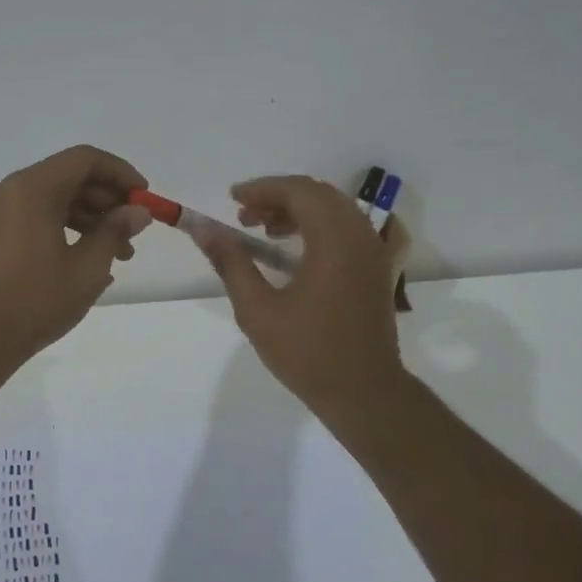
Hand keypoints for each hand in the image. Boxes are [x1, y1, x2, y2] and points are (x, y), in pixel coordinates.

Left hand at [0, 145, 150, 365]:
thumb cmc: (35, 300)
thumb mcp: (87, 268)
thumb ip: (115, 231)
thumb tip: (137, 212)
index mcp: (32, 188)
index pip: (85, 160)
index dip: (120, 173)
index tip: (144, 198)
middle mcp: (10, 190)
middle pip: (68, 177)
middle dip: (106, 201)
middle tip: (134, 233)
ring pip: (53, 199)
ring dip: (89, 219)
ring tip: (119, 255)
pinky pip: (35, 216)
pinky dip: (65, 229)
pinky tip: (88, 261)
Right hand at [192, 176, 406, 418]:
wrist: (362, 392)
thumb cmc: (307, 353)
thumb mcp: (257, 310)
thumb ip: (231, 263)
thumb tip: (203, 230)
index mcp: (334, 241)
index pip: (299, 191)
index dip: (262, 188)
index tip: (232, 199)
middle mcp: (360, 236)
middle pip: (319, 195)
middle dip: (278, 198)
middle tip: (244, 217)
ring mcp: (375, 252)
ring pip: (337, 210)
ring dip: (300, 211)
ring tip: (265, 232)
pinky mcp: (379, 269)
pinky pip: (354, 230)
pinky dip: (325, 226)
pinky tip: (301, 246)